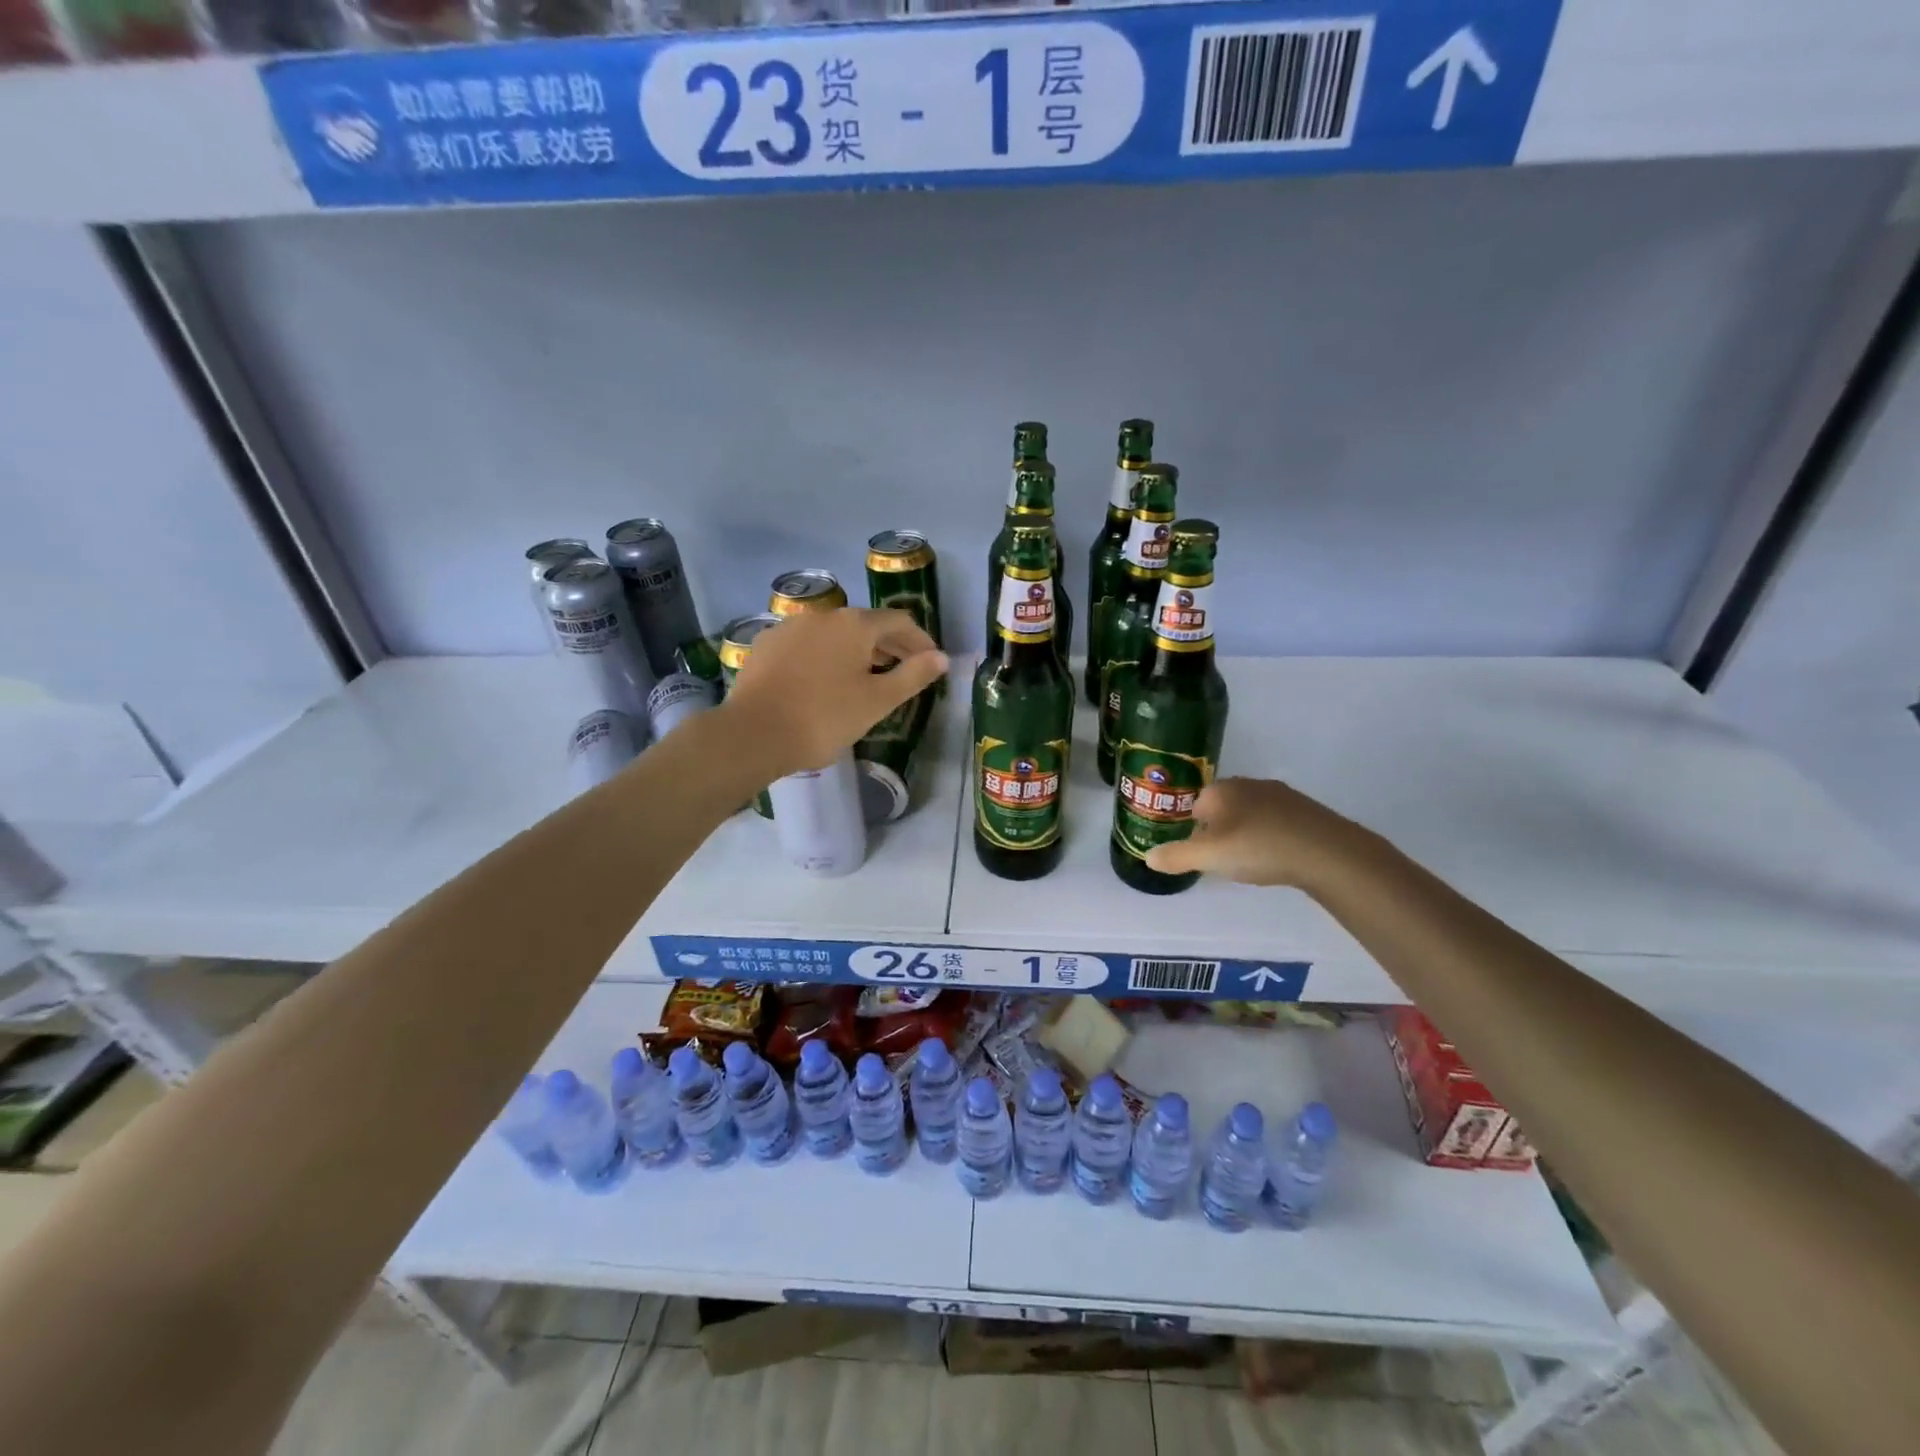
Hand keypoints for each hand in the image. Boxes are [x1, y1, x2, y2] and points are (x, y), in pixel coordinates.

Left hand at [721, 608, 948, 777]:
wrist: (753, 734)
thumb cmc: (824, 718)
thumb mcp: (877, 701)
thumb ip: (913, 675)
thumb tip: (941, 658)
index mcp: (854, 624)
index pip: (899, 621)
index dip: (920, 640)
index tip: (931, 662)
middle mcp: (822, 616)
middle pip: (866, 624)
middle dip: (890, 646)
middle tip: (906, 671)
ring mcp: (790, 627)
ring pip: (835, 634)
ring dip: (857, 651)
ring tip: (867, 677)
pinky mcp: (767, 646)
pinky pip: (808, 645)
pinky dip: (826, 657)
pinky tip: (825, 680)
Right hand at [1144, 777, 1369, 888]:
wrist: (1328, 852)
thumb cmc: (1259, 848)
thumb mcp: (1210, 857)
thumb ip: (1177, 856)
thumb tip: (1149, 857)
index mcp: (1221, 789)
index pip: (1195, 804)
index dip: (1193, 829)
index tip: (1200, 853)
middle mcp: (1249, 784)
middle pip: (1222, 807)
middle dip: (1218, 830)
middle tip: (1223, 859)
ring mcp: (1281, 794)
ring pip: (1250, 813)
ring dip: (1245, 833)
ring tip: (1250, 861)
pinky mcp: (1306, 810)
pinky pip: (1276, 821)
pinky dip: (1271, 836)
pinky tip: (1277, 857)